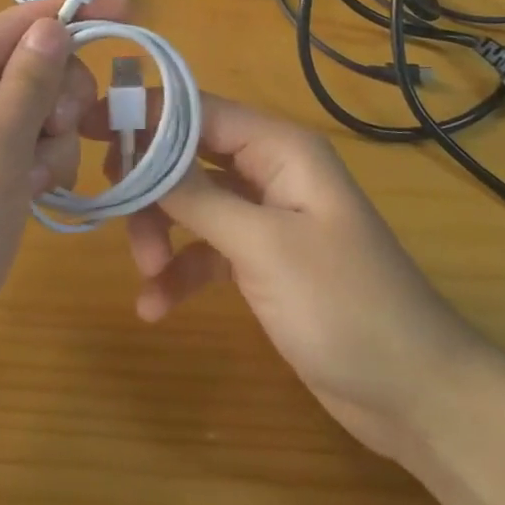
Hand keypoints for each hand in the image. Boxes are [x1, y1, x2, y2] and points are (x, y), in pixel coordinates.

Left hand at [0, 0, 127, 401]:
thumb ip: (27, 86)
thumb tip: (52, 24)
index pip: (16, 25)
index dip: (70, 13)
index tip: (128, 10)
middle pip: (33, 67)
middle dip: (61, 95)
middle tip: (61, 131)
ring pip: (38, 113)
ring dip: (54, 141)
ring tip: (34, 183)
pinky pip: (28, 152)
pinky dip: (43, 168)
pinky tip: (34, 199)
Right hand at [97, 92, 482, 460]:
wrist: (415, 395)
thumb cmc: (343, 305)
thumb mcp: (262, 246)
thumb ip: (196, 196)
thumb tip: (140, 148)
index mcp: (279, 148)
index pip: (196, 109)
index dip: (143, 114)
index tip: (89, 127)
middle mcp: (269, 170)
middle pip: (187, 153)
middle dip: (149, 184)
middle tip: (113, 210)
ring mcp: (265, 215)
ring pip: (191, 202)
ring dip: (161, 233)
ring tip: (146, 275)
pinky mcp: (261, 258)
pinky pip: (206, 248)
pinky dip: (180, 270)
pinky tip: (156, 307)